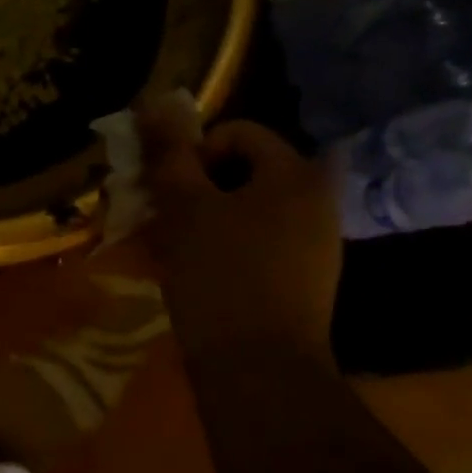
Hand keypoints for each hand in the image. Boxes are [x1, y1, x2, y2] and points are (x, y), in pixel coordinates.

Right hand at [136, 105, 341, 371]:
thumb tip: (156, 102)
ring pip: (244, 209)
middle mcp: (315, 203)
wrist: (259, 371)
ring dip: (202, 218)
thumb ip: (170, 153)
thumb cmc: (220, 275)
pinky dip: (221, 246)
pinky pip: (255, 243)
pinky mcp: (301, 280)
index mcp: (296, 176)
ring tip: (170, 246)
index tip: (170, 190)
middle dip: (194, 187)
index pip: (238, 133)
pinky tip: (193, 272)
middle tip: (162, 216)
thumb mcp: (184, 207)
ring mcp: (313, 245)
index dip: (195, 152)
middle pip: (242, 171)